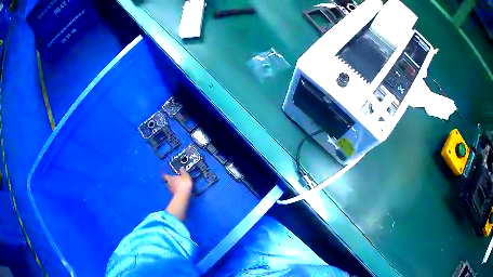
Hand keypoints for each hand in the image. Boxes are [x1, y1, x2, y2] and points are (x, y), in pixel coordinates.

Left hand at [162, 168, 192, 194]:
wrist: (184, 195)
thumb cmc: (184, 183)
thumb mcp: (185, 176)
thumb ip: (183, 172)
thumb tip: (181, 167)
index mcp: (170, 178)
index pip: (165, 176)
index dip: (165, 175)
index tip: (165, 174)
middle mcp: (169, 183)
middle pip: (167, 181)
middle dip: (169, 181)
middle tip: (171, 180)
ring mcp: (171, 190)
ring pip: (169, 187)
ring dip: (171, 186)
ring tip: (175, 185)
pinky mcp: (174, 195)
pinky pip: (173, 191)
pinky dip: (175, 190)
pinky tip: (178, 190)